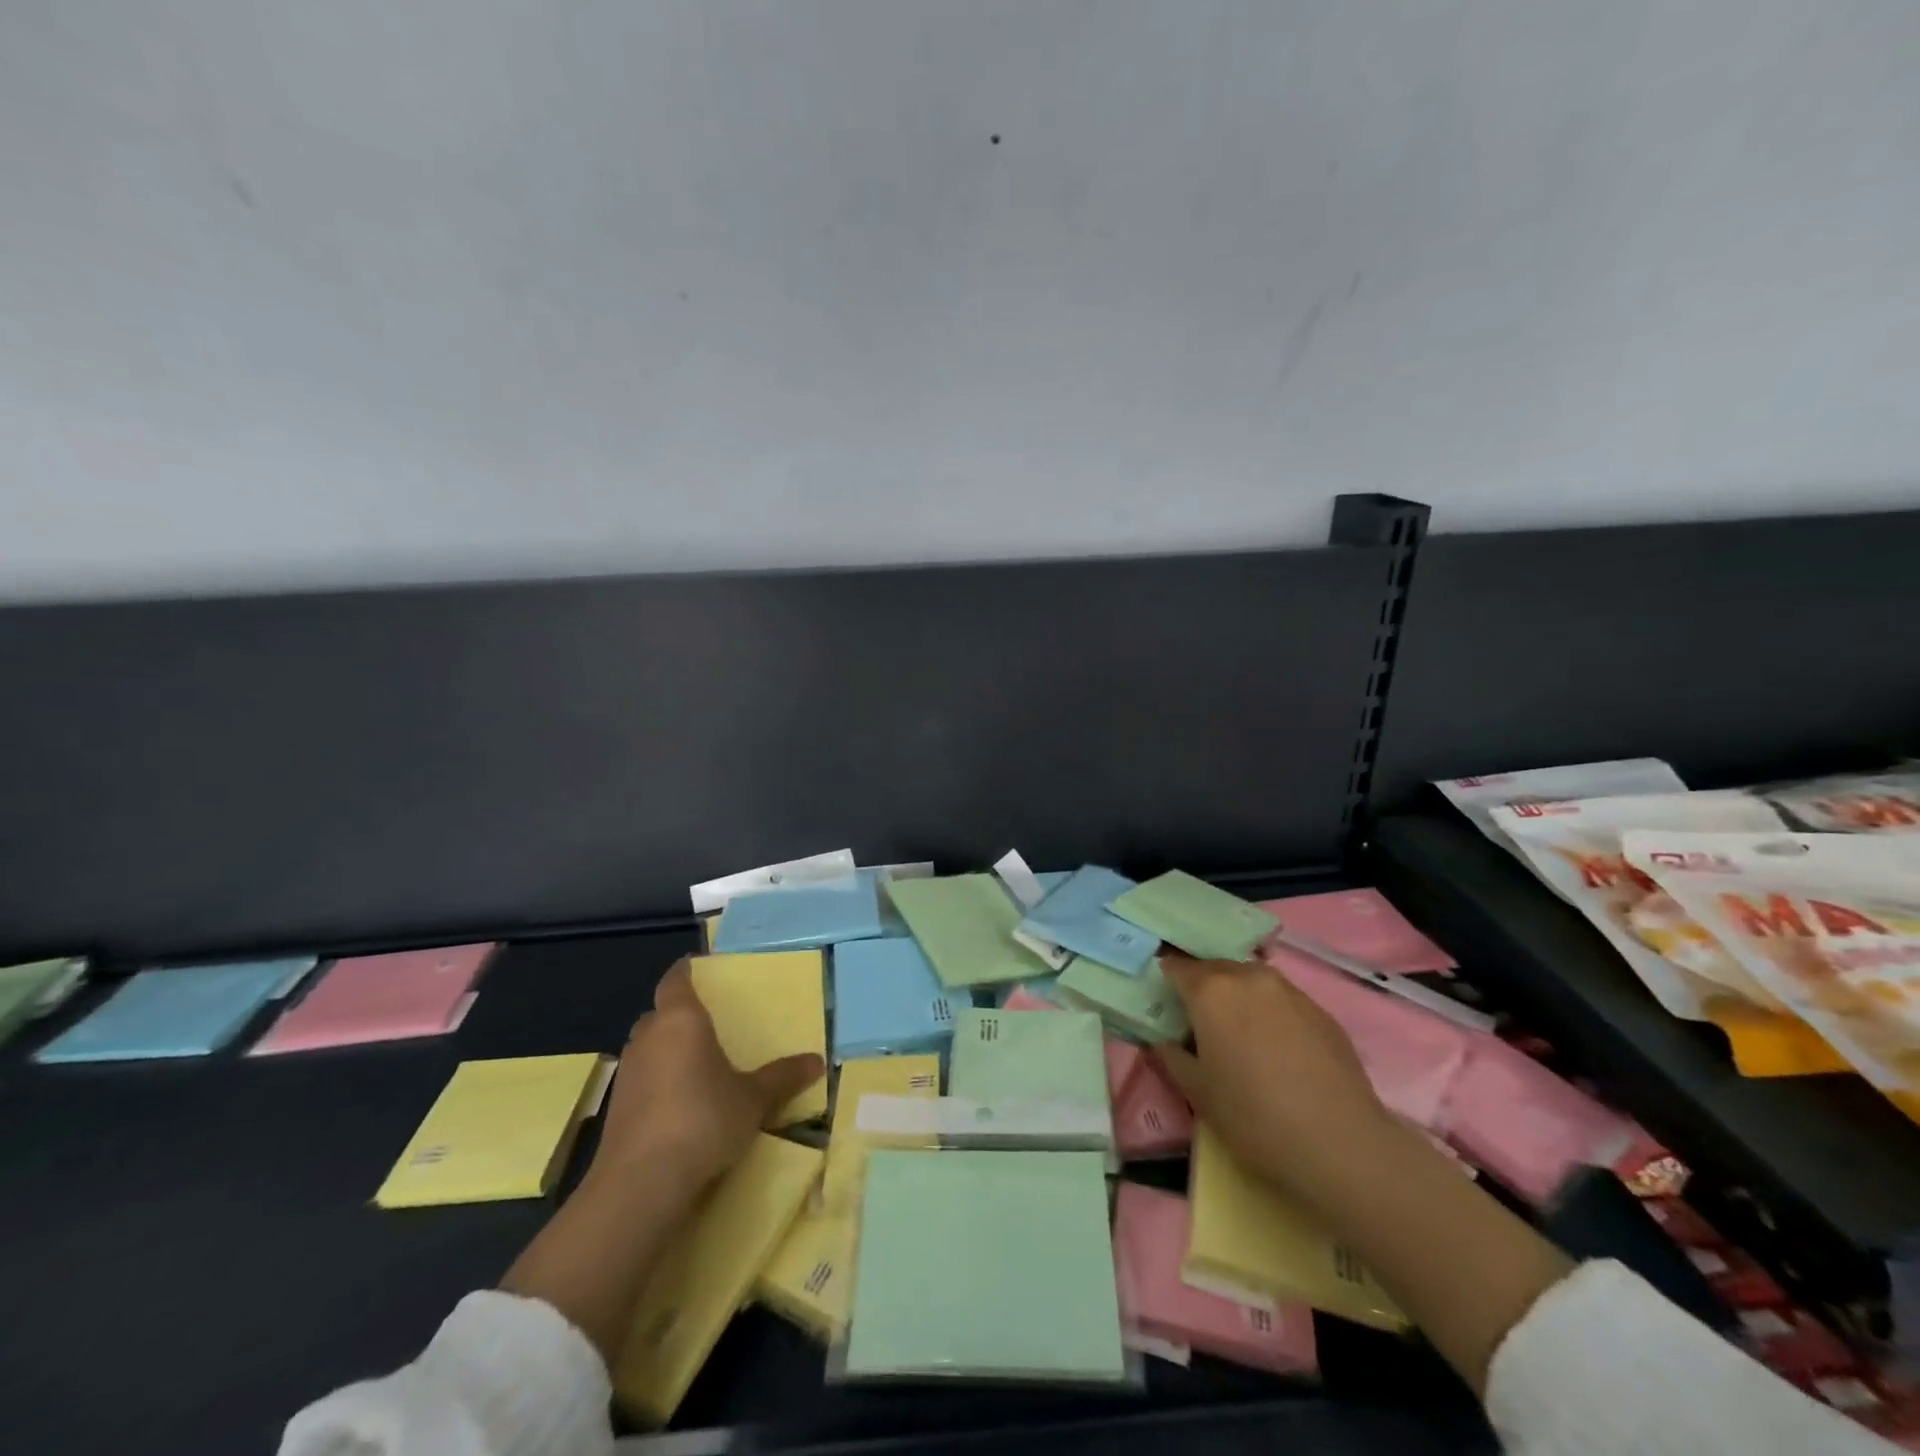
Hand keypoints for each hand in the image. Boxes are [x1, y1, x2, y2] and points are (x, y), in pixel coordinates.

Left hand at [589, 958, 824, 1194]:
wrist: (641, 1184)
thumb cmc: (703, 1120)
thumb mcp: (753, 1099)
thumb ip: (782, 1077)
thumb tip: (818, 1061)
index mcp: (681, 1020)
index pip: (675, 981)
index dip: (685, 971)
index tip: (696, 966)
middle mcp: (649, 1037)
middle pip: (658, 1014)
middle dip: (677, 1015)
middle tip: (706, 1023)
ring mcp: (626, 1073)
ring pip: (646, 1047)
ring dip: (665, 1050)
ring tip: (694, 1063)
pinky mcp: (615, 1108)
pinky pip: (640, 1079)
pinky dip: (656, 1081)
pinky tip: (676, 1102)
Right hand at [1152, 950, 1393, 1202]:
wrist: (1341, 1144)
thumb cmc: (1253, 1116)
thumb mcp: (1197, 1093)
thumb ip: (1172, 1057)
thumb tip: (1165, 1041)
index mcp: (1211, 991)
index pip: (1177, 967)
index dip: (1167, 980)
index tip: (1164, 1001)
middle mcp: (1248, 977)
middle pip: (1215, 968)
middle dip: (1203, 987)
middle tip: (1198, 1019)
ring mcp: (1289, 991)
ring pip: (1251, 981)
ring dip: (1238, 996)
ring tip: (1239, 1032)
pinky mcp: (1321, 1011)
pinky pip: (1282, 1000)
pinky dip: (1270, 1012)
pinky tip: (1276, 1048)